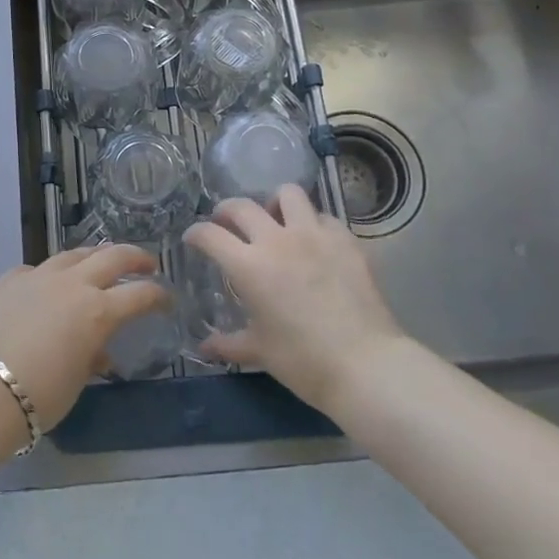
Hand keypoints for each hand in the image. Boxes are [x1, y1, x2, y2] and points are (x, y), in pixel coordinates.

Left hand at [0, 243, 167, 426]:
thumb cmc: (38, 396)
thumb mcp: (76, 381)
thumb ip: (92, 357)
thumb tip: (98, 351)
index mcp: (98, 311)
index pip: (140, 294)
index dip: (159, 295)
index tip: (167, 299)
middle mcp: (73, 284)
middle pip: (113, 257)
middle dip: (136, 257)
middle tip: (148, 263)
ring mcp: (39, 275)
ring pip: (75, 254)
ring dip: (95, 256)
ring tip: (102, 262)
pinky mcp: (11, 278)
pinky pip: (39, 268)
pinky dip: (52, 274)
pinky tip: (49, 284)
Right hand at [184, 186, 406, 414]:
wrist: (365, 364)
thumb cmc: (303, 361)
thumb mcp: (260, 352)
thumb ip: (228, 344)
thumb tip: (204, 348)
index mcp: (249, 266)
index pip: (210, 235)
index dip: (196, 233)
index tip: (193, 239)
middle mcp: (277, 240)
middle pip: (242, 206)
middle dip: (226, 211)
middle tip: (226, 224)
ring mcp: (314, 235)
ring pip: (288, 194)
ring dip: (274, 203)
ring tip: (275, 219)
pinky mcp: (345, 239)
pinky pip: (324, 217)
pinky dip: (313, 224)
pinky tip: (314, 242)